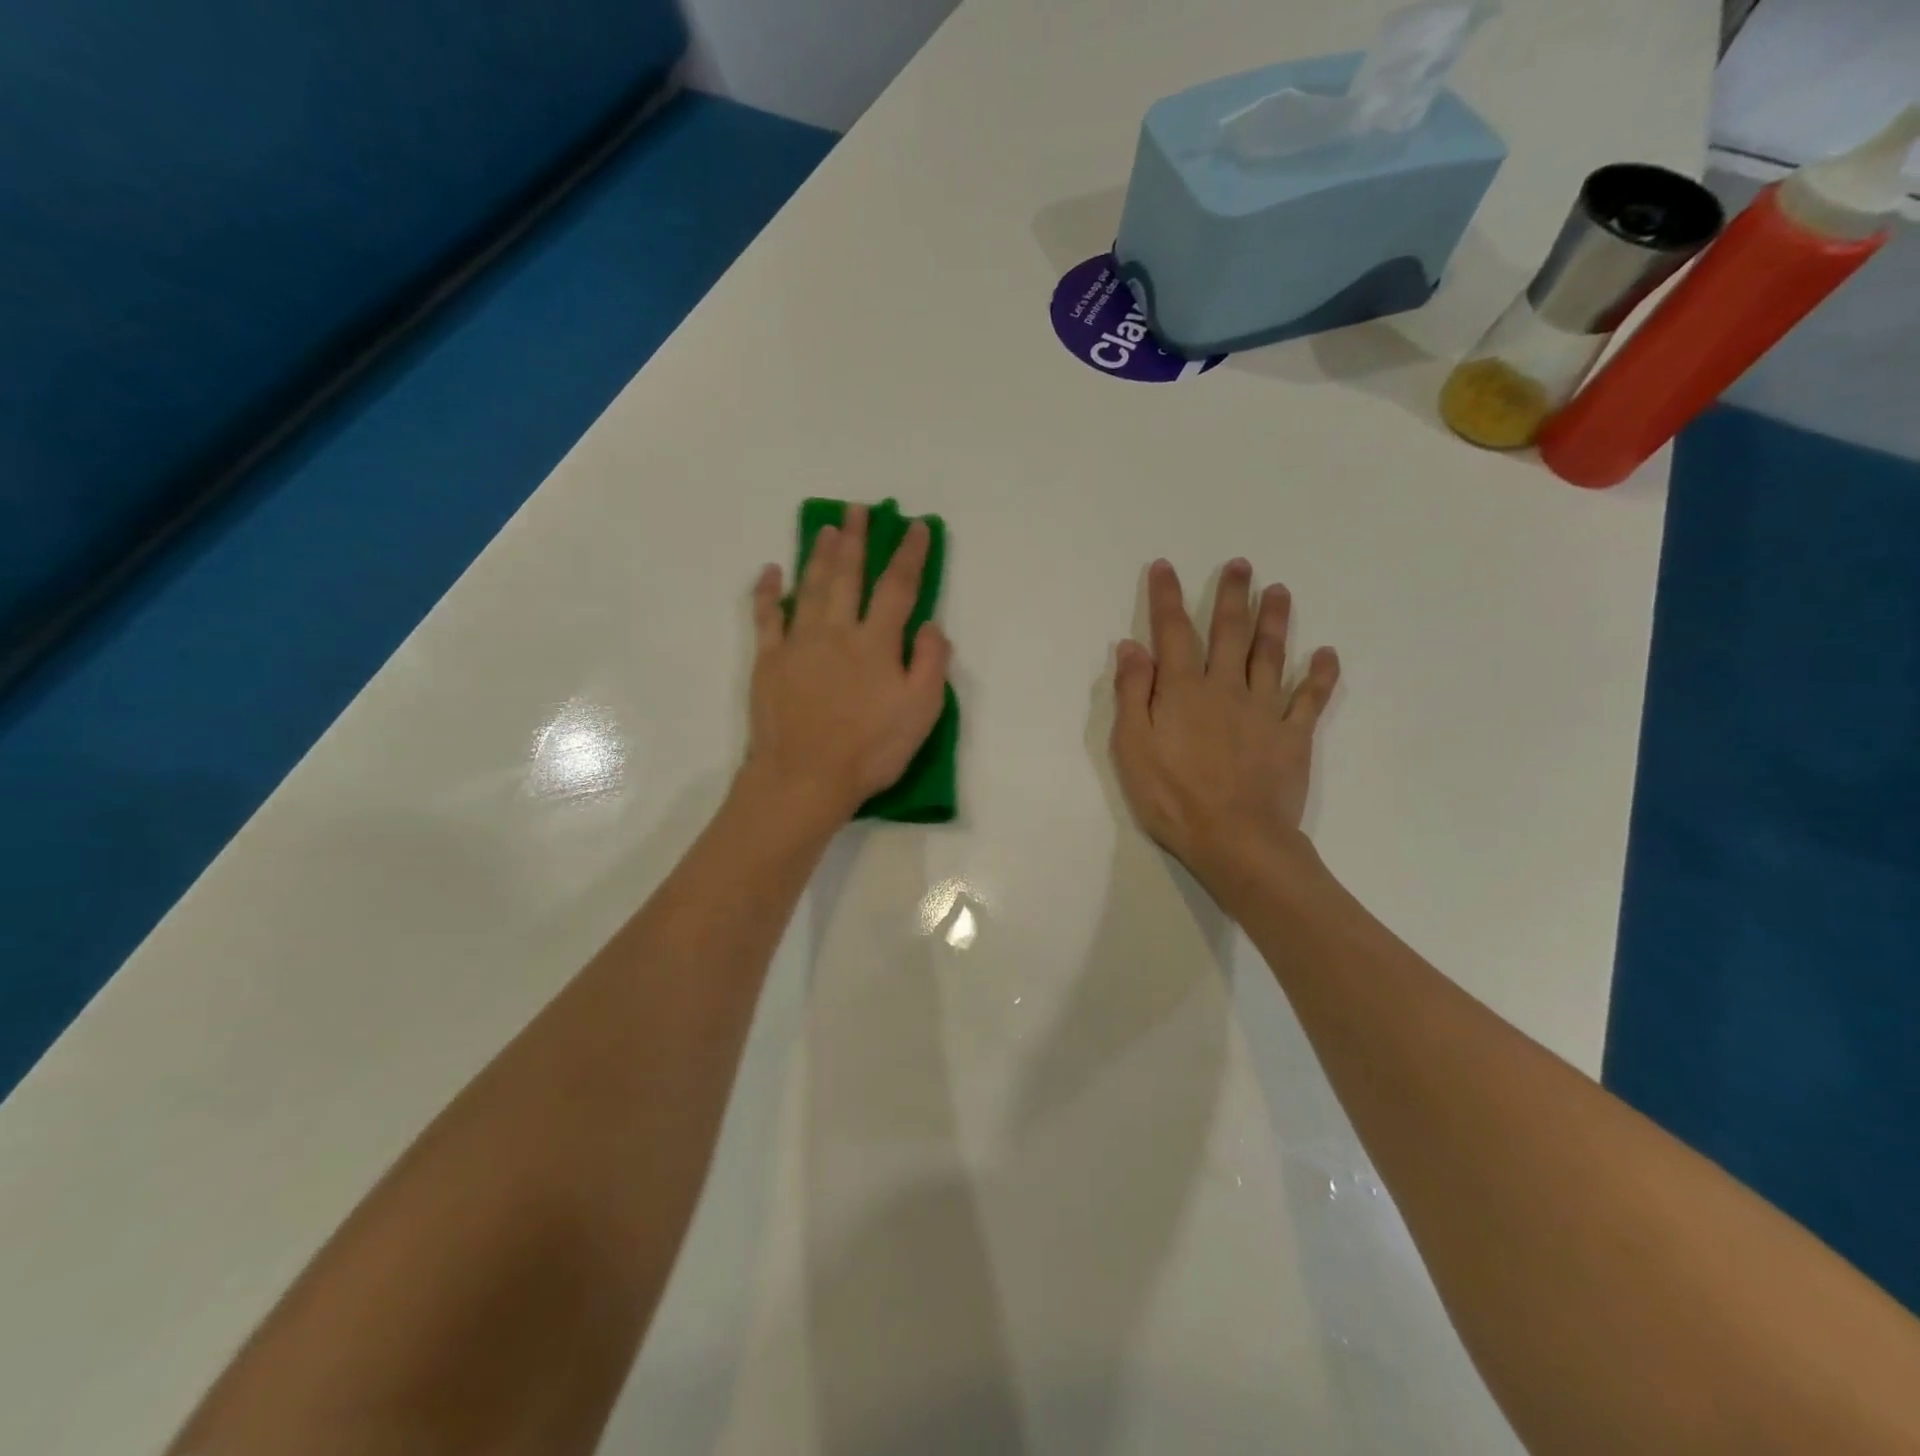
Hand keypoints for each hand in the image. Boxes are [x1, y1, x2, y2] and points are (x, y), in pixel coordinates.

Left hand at [744, 504, 951, 828]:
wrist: (805, 777)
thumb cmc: (869, 750)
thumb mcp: (921, 713)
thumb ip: (931, 663)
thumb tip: (930, 624)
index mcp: (876, 643)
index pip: (897, 587)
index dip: (908, 555)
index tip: (914, 528)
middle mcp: (837, 631)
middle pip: (848, 575)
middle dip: (856, 540)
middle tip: (857, 510)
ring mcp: (798, 643)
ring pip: (810, 587)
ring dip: (819, 554)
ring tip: (827, 528)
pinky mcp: (768, 660)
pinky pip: (767, 616)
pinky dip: (769, 591)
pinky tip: (771, 571)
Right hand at [1111, 558, 1338, 900]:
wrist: (1235, 838)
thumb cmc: (1172, 796)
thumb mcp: (1133, 747)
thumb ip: (1133, 694)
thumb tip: (1132, 647)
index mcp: (1184, 690)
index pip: (1173, 633)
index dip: (1167, 598)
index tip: (1165, 567)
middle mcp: (1226, 688)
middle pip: (1230, 632)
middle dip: (1232, 596)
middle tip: (1241, 565)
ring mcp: (1265, 710)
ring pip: (1271, 655)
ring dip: (1275, 620)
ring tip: (1279, 590)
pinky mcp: (1293, 736)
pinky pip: (1310, 699)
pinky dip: (1321, 675)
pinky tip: (1327, 654)